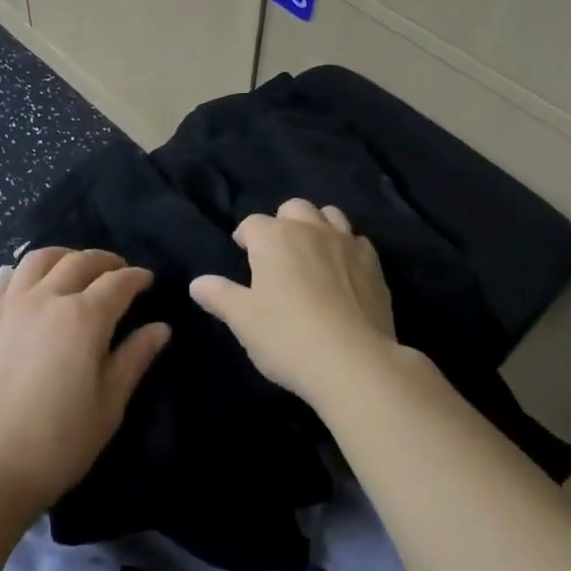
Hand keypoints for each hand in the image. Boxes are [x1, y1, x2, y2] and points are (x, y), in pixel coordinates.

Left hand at [0, 247, 170, 519]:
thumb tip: (160, 328)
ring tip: (74, 267)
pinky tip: (30, 284)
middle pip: (80, 261)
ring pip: (39, 259)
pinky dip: (25, 271)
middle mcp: (47, 297)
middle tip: (117, 271)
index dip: (136, 278)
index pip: (118, 283)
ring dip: (64, 256)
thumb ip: (134, 359)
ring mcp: (10, 304)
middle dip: (105, 261)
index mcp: (83, 318)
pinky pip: (5, 278)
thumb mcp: (108, 406)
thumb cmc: (57, 444)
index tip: (147, 281)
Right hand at [190, 198, 396, 407]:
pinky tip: (344, 270)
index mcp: (273, 237)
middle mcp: (309, 229)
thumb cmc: (287, 337)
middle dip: (282, 223)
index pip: (252, 224)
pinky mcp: (373, 263)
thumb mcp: (243, 320)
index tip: (243, 255)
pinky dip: (347, 248)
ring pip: (329, 215)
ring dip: (317, 226)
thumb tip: (197, 283)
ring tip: (312, 253)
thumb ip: (220, 296)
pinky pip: (357, 241)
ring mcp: (345, 242)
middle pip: (293, 208)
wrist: (354, 362)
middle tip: (278, 254)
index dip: (245, 238)